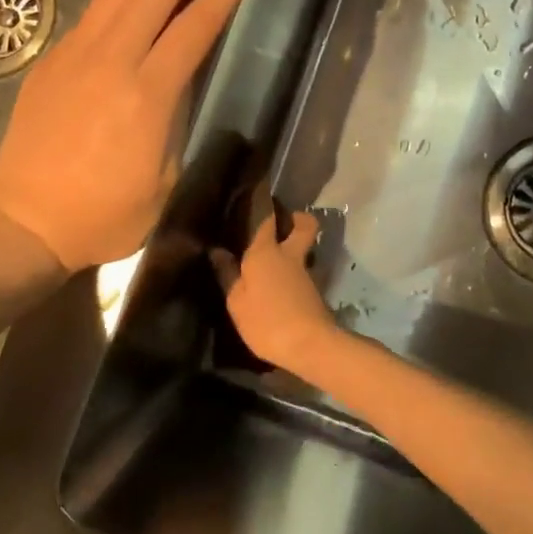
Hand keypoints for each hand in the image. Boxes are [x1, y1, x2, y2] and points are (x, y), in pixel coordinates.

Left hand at [0, 0, 254, 270]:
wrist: (24, 222)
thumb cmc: (104, 215)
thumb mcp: (164, 179)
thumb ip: (177, 117)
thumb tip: (182, 75)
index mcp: (146, 95)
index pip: (194, 25)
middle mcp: (110, 60)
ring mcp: (77, 52)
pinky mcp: (55, 56)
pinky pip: (101, 3)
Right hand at [210, 208, 336, 371]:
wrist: (310, 345)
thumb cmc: (266, 320)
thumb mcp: (237, 302)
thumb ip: (227, 274)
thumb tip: (217, 250)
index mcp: (265, 251)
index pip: (265, 216)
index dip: (262, 200)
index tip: (258, 189)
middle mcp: (289, 254)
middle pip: (303, 224)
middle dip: (296, 218)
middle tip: (280, 223)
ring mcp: (306, 272)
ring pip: (305, 247)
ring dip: (296, 246)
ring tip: (276, 257)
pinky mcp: (315, 290)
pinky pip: (304, 269)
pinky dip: (295, 270)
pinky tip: (282, 283)